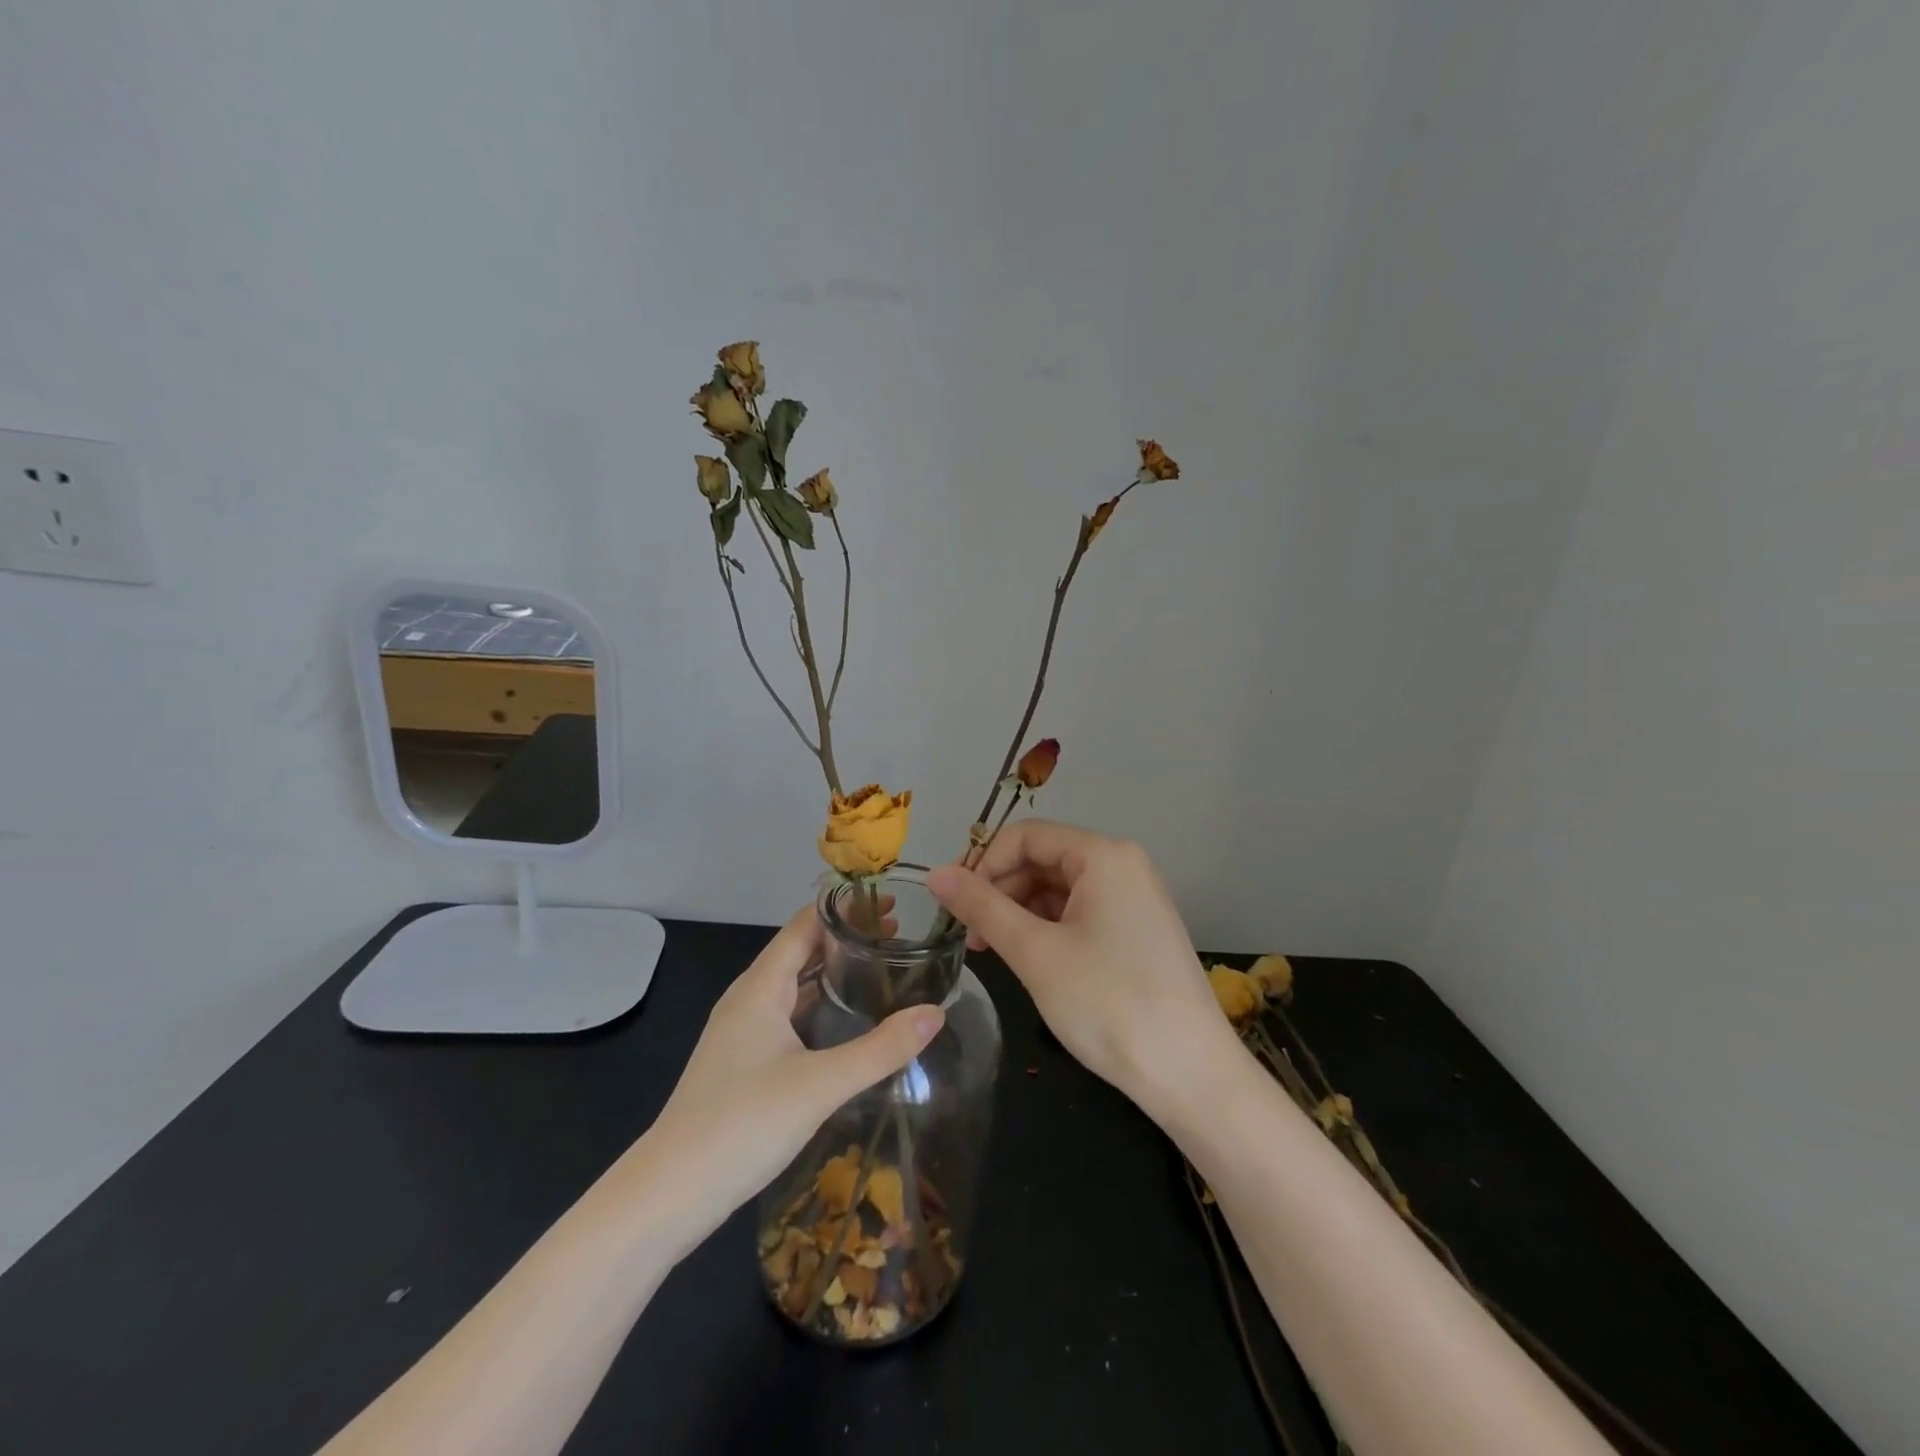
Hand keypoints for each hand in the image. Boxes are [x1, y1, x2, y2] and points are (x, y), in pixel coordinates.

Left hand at [639, 908, 942, 1249]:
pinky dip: (821, 1005)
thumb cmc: (741, 1125)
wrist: (667, 1196)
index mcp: (761, 987)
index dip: (845, 909)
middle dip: (847, 938)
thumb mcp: (820, 1085)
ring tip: (882, 970)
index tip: (890, 902)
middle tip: (899, 935)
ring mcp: (743, 1032)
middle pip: (801, 951)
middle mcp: (749, 999)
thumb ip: (881, 1049)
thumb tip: (936, 1012)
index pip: (805, 925)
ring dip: (834, 972)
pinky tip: (848, 1022)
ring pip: (795, 986)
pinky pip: (790, 1016)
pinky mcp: (744, 1063)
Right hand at [927, 821, 1234, 1113]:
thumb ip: (982, 907)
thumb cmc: (1108, 1004)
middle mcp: (1123, 866)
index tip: (953, 906)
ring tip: (992, 953)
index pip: (1026, 836)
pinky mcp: (1137, 932)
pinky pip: (1080, 914)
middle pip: (1043, 859)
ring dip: (1019, 913)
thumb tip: (935, 874)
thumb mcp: (1035, 952)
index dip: (983, 864)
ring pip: (1059, 890)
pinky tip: (1028, 960)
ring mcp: (1134, 899)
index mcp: (1104, 856)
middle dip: (1000, 891)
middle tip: (968, 937)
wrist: (1191, 1075)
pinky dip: (1047, 930)